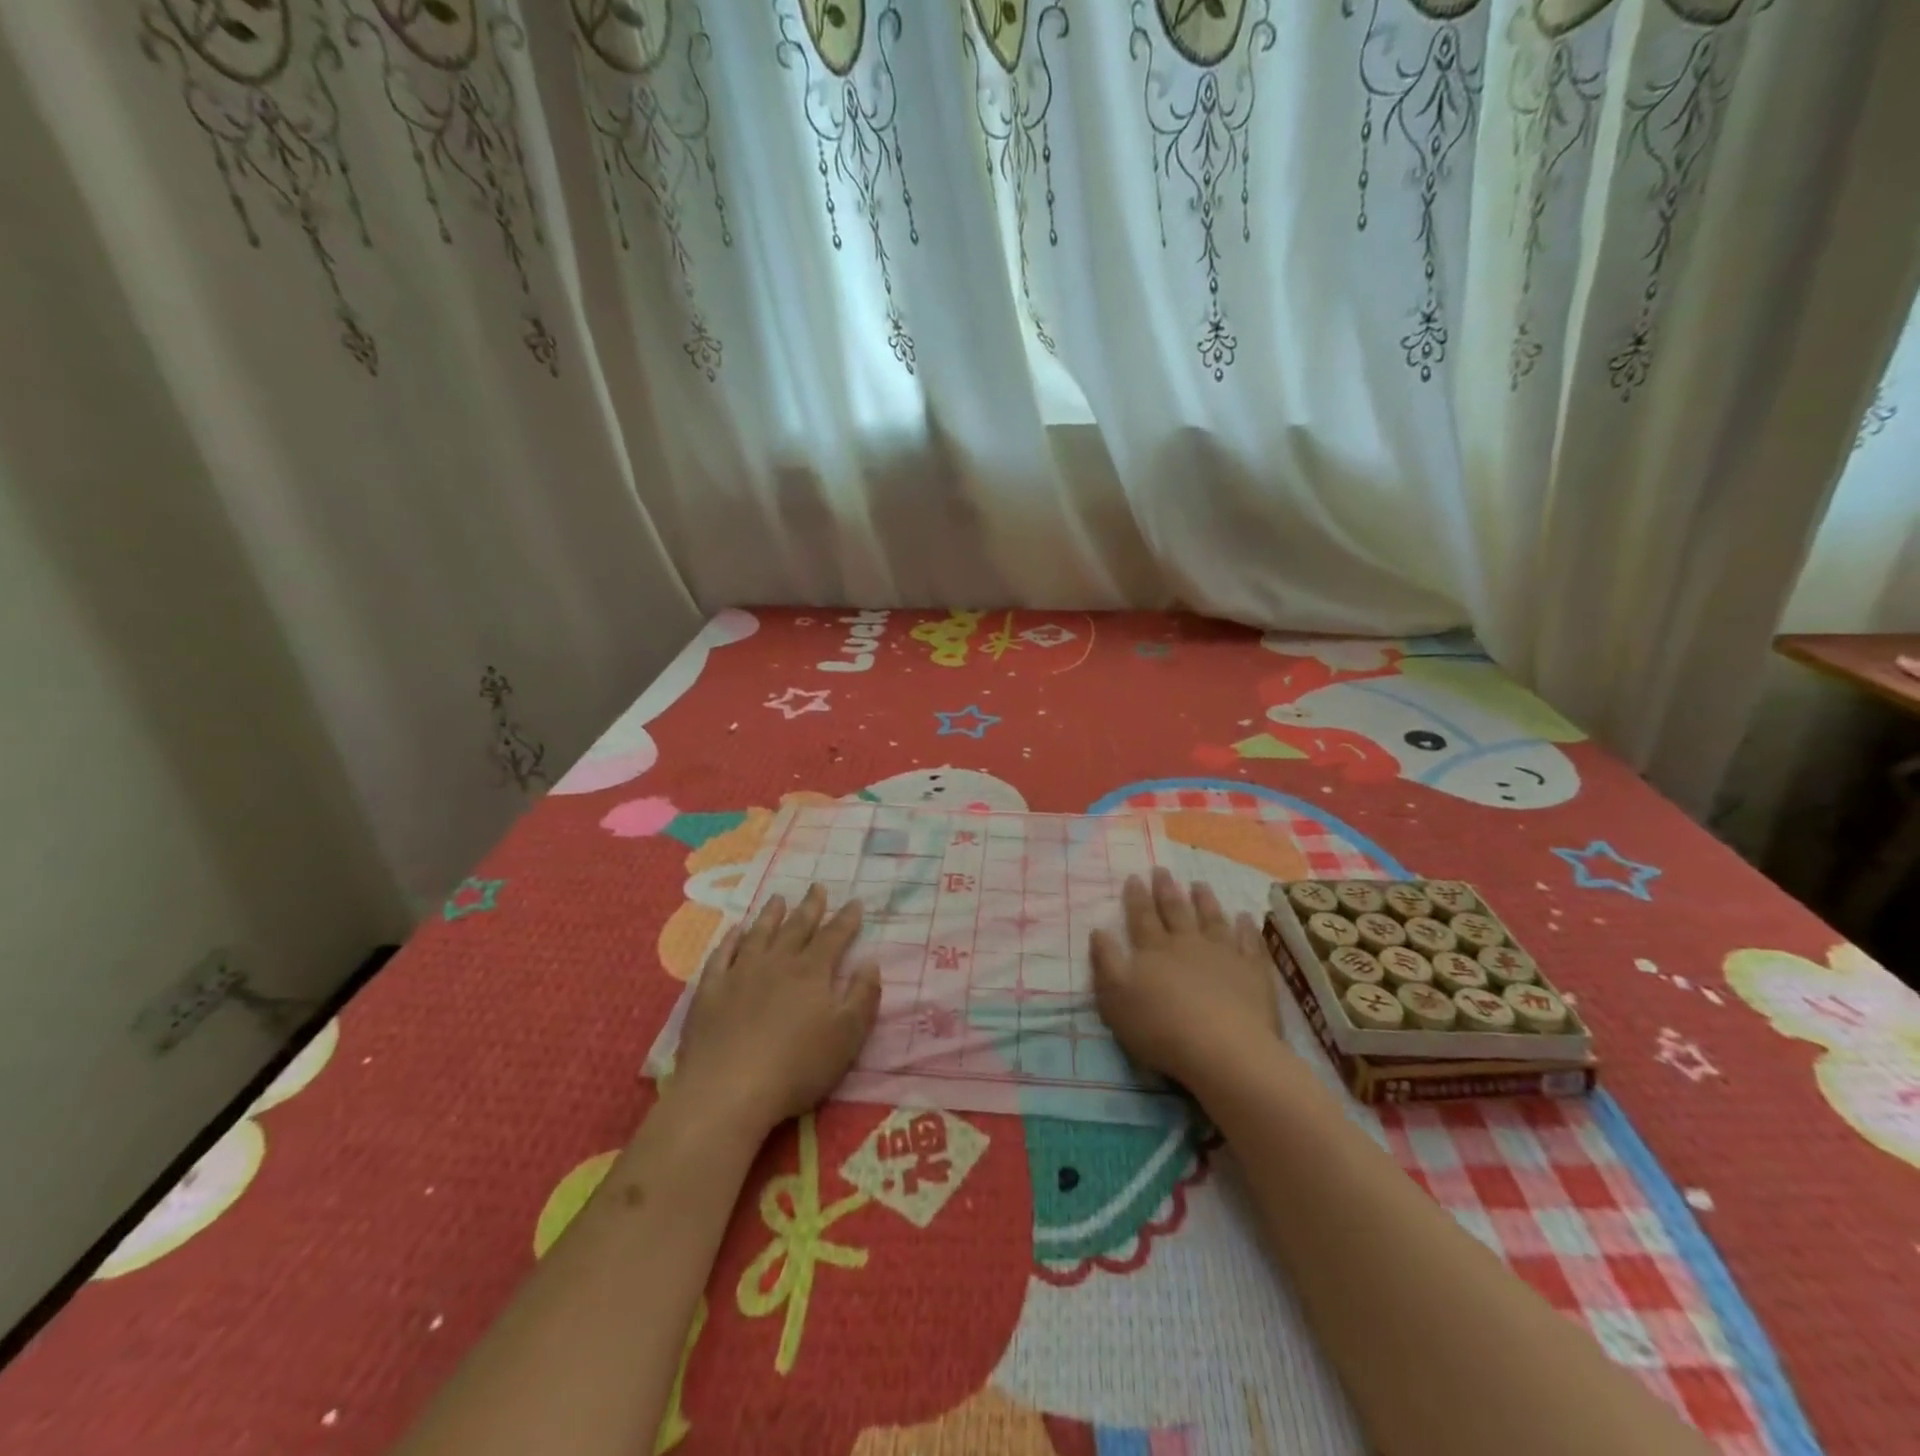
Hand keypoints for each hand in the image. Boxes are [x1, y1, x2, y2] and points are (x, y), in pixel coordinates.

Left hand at [669, 885, 880, 1138]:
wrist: (727, 1090)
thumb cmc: (797, 1067)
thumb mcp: (846, 1037)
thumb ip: (862, 997)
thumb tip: (871, 963)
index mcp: (811, 972)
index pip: (834, 937)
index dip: (846, 919)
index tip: (855, 902)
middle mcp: (777, 963)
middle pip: (796, 927)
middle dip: (810, 907)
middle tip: (817, 887)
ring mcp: (740, 974)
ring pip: (759, 934)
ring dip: (771, 915)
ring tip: (778, 898)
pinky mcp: (710, 991)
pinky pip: (721, 956)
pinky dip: (730, 940)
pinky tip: (735, 932)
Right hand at [1090, 868, 1280, 1090]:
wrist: (1222, 1049)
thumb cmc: (1160, 1026)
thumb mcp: (1115, 997)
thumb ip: (1106, 962)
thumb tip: (1098, 930)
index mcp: (1153, 950)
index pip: (1141, 917)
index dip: (1136, 897)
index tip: (1135, 876)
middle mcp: (1187, 944)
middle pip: (1175, 911)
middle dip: (1166, 890)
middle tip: (1162, 870)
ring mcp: (1223, 955)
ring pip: (1212, 920)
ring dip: (1205, 901)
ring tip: (1200, 884)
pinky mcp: (1252, 973)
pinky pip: (1249, 943)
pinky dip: (1246, 928)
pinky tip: (1244, 917)